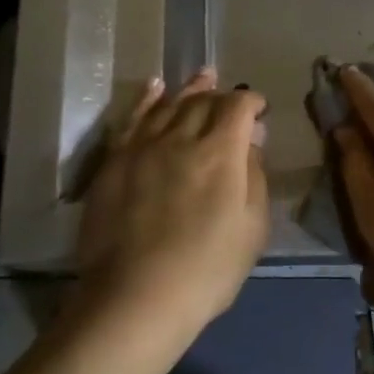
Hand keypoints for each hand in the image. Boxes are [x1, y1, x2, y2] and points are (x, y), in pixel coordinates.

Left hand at [76, 68, 269, 330]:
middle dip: (221, 95)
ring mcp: (143, 147)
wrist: (136, 297)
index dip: (251, 102)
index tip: (259, 110)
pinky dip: (146, 98)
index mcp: (221, 152)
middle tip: (230, 96)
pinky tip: (154, 87)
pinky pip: (132, 118)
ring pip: (168, 105)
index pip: (238, 107)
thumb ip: (255, 176)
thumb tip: (252, 139)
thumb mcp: (252, 229)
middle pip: (203, 102)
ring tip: (202, 76)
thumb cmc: (207, 270)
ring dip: (188, 89)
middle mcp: (181, 137)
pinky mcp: (114, 161)